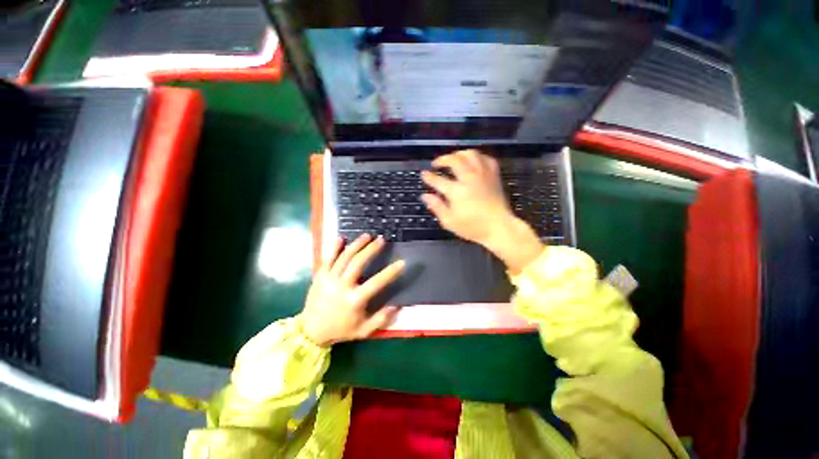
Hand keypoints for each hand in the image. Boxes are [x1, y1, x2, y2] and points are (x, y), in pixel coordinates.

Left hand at [300, 234, 403, 346]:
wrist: (311, 331)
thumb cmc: (340, 330)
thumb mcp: (363, 330)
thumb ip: (381, 319)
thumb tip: (397, 306)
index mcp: (354, 300)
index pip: (376, 283)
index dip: (390, 272)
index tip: (402, 262)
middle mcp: (341, 287)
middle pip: (357, 263)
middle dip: (371, 249)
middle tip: (381, 240)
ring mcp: (329, 280)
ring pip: (343, 257)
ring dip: (356, 245)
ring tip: (367, 236)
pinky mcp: (319, 276)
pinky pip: (327, 259)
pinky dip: (334, 248)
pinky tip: (341, 238)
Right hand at [421, 150, 544, 273]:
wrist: (499, 227)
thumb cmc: (473, 227)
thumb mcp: (450, 222)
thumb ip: (436, 206)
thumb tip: (425, 196)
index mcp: (457, 191)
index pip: (438, 180)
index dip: (428, 177)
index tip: (424, 174)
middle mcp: (469, 178)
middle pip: (454, 160)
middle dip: (442, 159)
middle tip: (437, 164)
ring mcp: (483, 175)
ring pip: (471, 154)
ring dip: (459, 154)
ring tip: (454, 159)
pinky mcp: (494, 175)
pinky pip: (486, 158)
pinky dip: (478, 157)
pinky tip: (473, 162)